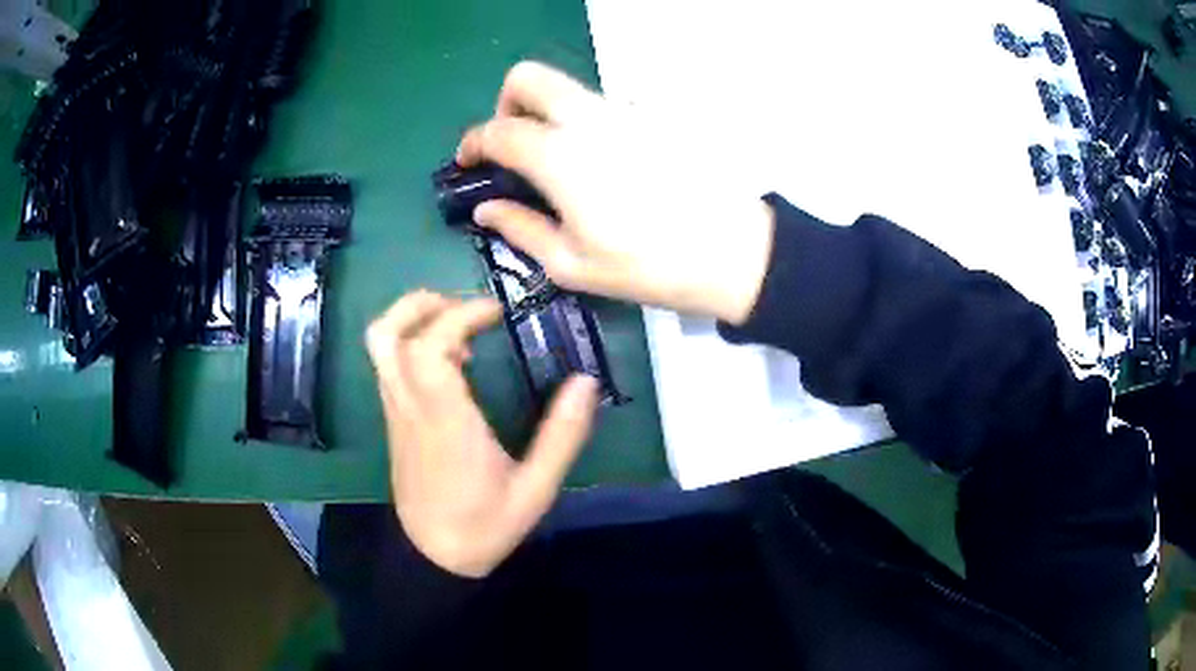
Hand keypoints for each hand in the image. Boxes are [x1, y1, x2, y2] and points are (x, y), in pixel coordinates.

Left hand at [366, 290, 599, 577]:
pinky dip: (412, 343)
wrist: (435, 557)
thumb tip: (586, 382)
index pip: (430, 349)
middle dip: (420, 303)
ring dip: (411, 319)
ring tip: (456, 323)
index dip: (460, 315)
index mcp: (444, 422)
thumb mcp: (536, 489)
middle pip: (386, 334)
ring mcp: (396, 413)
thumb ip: (563, 436)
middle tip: (464, 304)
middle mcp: (410, 408)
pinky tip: (450, 361)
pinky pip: (389, 365)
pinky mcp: (394, 421)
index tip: (497, 312)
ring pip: (380, 347)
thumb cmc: (485, 526)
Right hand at [457, 61, 773, 324]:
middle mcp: (589, 117)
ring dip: (550, 112)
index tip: (468, 160)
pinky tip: (609, 165)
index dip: (473, 142)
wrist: (734, 252)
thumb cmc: (649, 266)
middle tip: (513, 143)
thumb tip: (485, 208)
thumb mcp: (572, 265)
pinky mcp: (656, 115)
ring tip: (563, 163)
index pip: (497, 129)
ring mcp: (626, 110)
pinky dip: (590, 123)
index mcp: (559, 155)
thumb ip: (520, 229)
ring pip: (570, 88)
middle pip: (529, 78)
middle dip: (507, 103)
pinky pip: (607, 105)